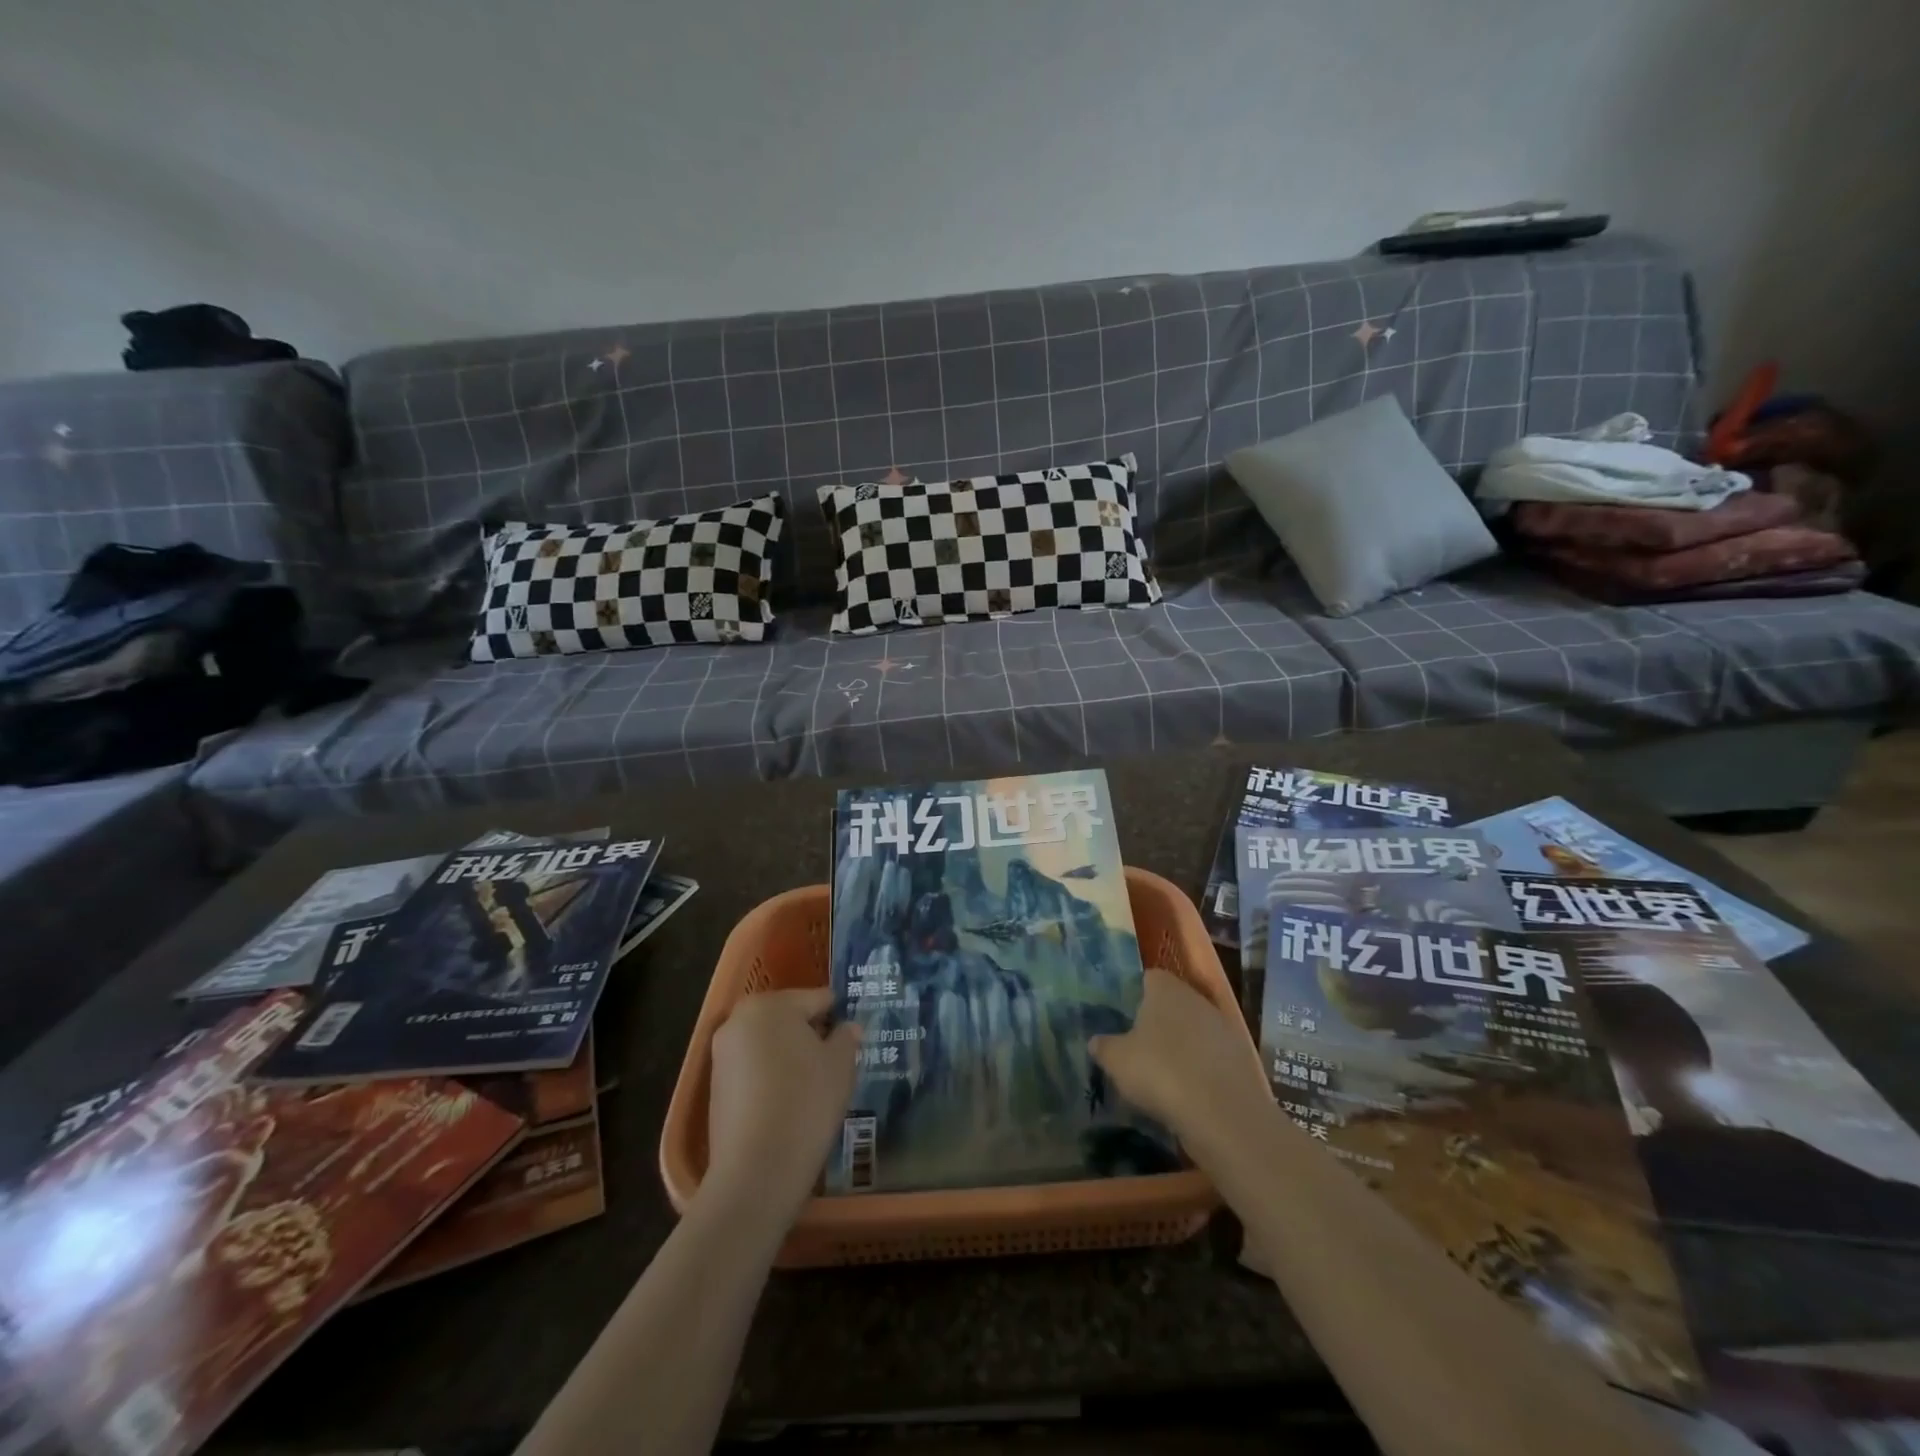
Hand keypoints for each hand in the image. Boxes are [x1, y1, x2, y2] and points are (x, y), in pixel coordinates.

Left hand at [705, 987, 859, 1218]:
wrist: (757, 1170)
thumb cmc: (806, 1102)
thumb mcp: (841, 1065)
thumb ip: (846, 1038)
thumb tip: (847, 1028)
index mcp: (771, 1004)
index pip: (817, 999)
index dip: (839, 1018)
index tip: (853, 1039)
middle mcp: (739, 1020)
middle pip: (788, 1018)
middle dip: (811, 1035)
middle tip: (835, 1063)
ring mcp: (722, 1054)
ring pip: (769, 1045)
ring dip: (790, 1057)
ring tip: (815, 1086)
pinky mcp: (715, 1087)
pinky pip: (752, 1070)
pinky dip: (771, 1078)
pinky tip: (790, 1104)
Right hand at [1089, 969, 1269, 1144]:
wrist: (1224, 1114)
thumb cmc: (1160, 1072)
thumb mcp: (1117, 1061)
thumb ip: (1103, 1046)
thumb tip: (1096, 1041)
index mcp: (1165, 989)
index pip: (1149, 978)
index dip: (1135, 994)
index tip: (1124, 1017)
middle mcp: (1196, 998)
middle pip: (1173, 1003)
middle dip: (1159, 1021)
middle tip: (1139, 1047)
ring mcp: (1223, 1027)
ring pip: (1195, 1030)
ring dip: (1182, 1046)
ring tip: (1163, 1075)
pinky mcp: (1241, 1057)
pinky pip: (1212, 1056)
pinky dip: (1201, 1069)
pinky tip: (1189, 1092)